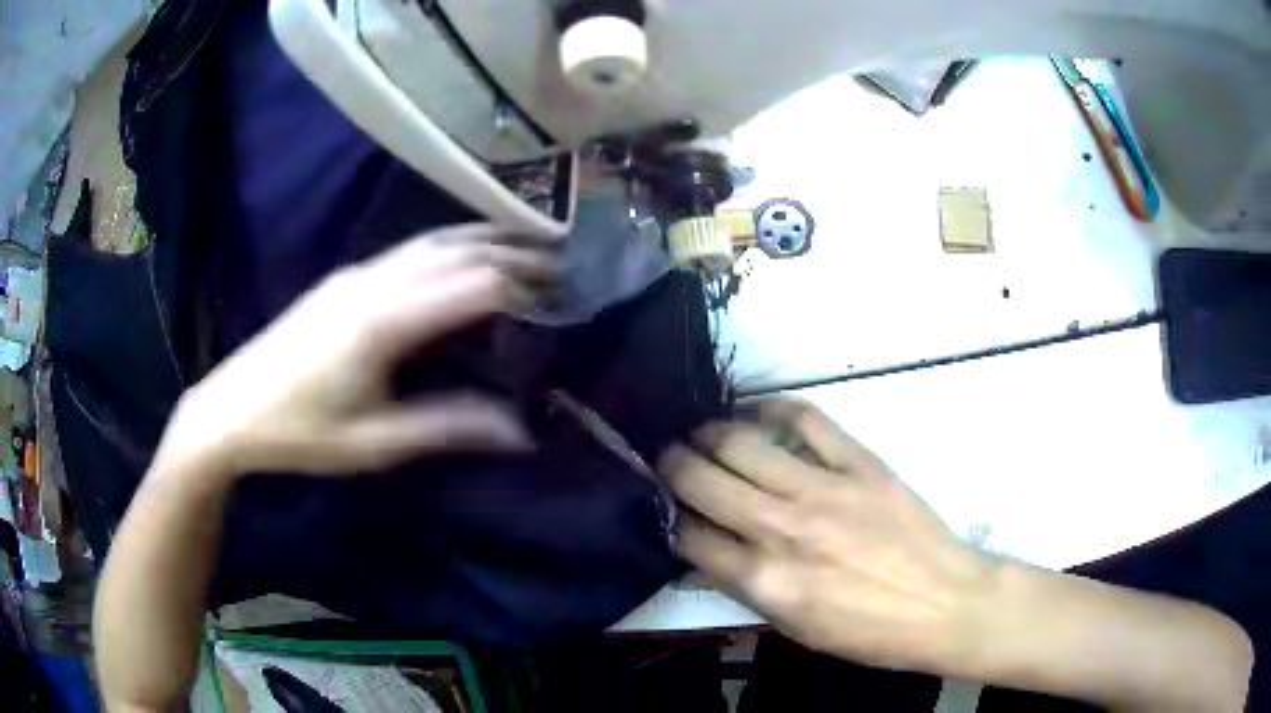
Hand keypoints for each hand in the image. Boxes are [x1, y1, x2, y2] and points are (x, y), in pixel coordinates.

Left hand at [161, 224, 558, 476]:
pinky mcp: (343, 280)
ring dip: (479, 238)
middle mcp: (372, 283)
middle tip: (559, 256)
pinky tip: (462, 254)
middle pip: (453, 250)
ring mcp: (354, 275)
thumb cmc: (300, 433)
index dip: (518, 285)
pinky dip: (448, 246)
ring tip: (524, 240)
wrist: (230, 409)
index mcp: (381, 323)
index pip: (468, 286)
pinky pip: (407, 250)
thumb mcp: (374, 443)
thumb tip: (519, 431)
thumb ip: (446, 429)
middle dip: (510, 249)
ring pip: (429, 242)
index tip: (561, 292)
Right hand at [660, 400, 989, 673]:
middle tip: (668, 459)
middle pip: (702, 481)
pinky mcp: (859, 463)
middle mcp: (783, 529)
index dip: (666, 516)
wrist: (943, 603)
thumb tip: (703, 554)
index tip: (661, 505)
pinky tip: (754, 410)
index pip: (688, 535)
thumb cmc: (868, 630)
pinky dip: (771, 407)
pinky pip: (805, 418)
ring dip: (708, 434)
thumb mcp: (795, 628)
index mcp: (764, 581)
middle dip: (672, 466)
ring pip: (742, 443)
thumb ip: (745, 587)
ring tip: (700, 434)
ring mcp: (823, 489)